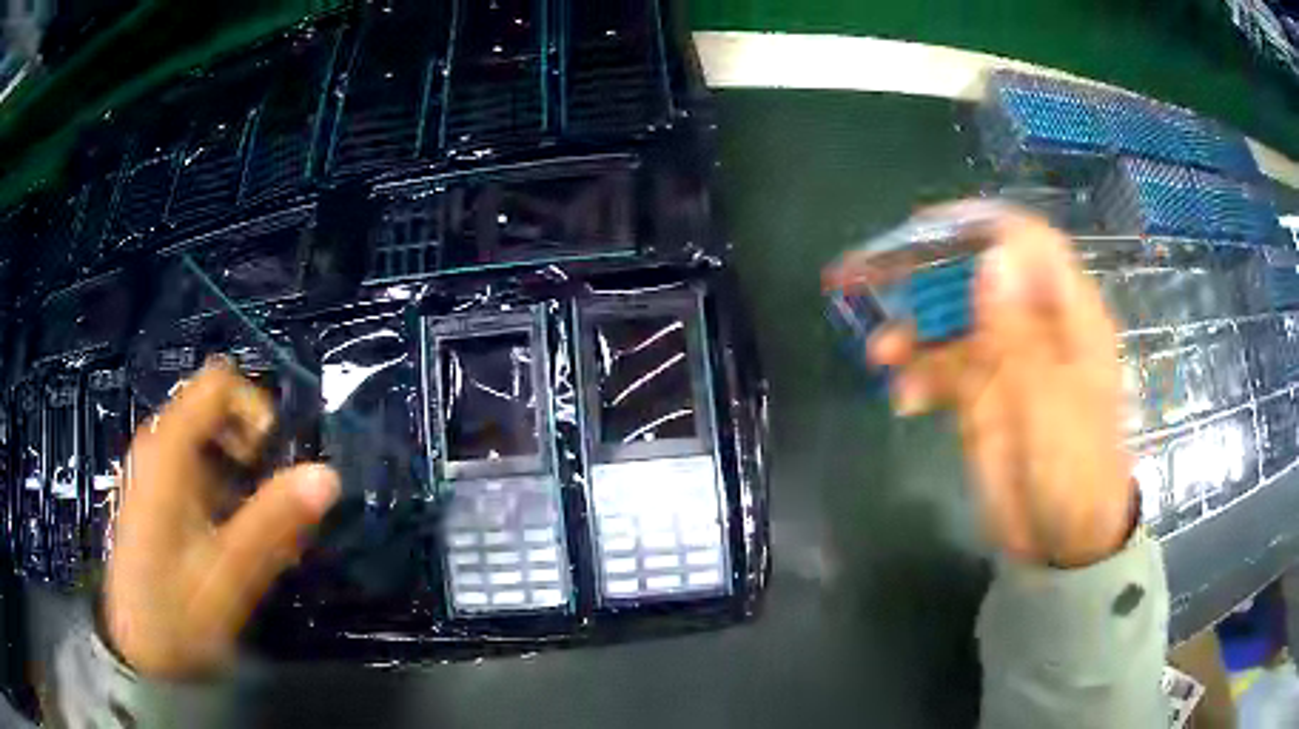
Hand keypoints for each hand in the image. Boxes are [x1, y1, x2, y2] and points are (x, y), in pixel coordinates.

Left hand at [105, 359, 339, 676]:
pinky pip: (194, 468)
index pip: (217, 384)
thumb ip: (274, 522)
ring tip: (251, 529)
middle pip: (213, 410)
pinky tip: (226, 538)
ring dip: (238, 474)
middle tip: (267, 503)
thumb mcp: (229, 574)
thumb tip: (328, 475)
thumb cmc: (176, 613)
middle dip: (249, 448)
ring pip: (205, 441)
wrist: (139, 651)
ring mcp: (152, 469)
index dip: (255, 408)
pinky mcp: (154, 493)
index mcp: (167, 450)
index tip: (274, 460)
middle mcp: (156, 445)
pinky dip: (221, 490)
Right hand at [824, 207, 1133, 567]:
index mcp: (1066, 317)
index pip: (1026, 243)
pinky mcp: (982, 395)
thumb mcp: (1053, 408)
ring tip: (880, 356)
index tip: (923, 230)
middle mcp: (1034, 326)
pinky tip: (905, 403)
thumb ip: (1023, 336)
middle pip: (977, 276)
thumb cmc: (1076, 476)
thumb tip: (993, 258)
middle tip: (867, 279)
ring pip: (952, 322)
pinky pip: (942, 370)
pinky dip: (919, 378)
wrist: (1063, 543)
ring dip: (913, 331)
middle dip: (924, 275)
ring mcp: (1006, 360)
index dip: (977, 226)